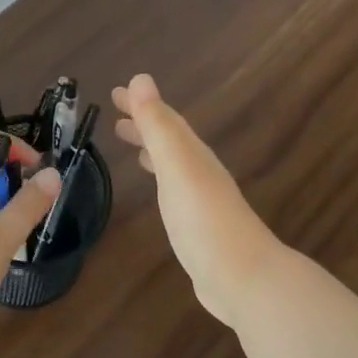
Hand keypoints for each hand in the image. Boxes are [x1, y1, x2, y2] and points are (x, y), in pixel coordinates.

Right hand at [112, 74, 281, 327]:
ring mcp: (201, 201)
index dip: (142, 104)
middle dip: (144, 123)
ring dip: (150, 148)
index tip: (115, 92)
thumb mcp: (176, 166)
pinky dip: (160, 179)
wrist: (243, 278)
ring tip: (128, 144)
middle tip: (114, 115)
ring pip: (172, 163)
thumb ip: (158, 125)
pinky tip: (158, 193)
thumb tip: (140, 78)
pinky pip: (173, 190)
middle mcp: (199, 171)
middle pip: (169, 139)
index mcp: (193, 154)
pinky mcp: (198, 227)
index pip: (165, 119)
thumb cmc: (203, 219)